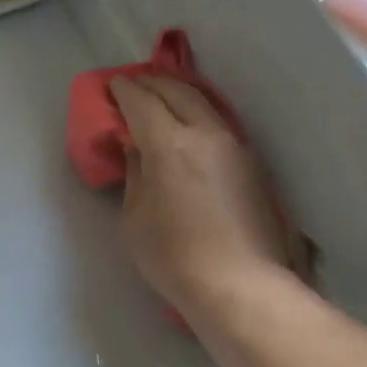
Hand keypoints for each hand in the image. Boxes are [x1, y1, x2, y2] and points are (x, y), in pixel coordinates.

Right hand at [109, 77, 302, 314]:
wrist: (238, 284)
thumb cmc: (173, 257)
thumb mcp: (134, 220)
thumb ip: (135, 175)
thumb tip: (137, 148)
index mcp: (169, 144)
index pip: (143, 102)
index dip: (124, 91)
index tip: (114, 87)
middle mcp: (206, 133)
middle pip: (178, 91)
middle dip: (152, 82)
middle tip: (136, 84)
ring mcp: (235, 146)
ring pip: (205, 104)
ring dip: (181, 94)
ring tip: (164, 98)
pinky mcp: (253, 165)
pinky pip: (220, 124)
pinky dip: (200, 114)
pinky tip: (192, 126)